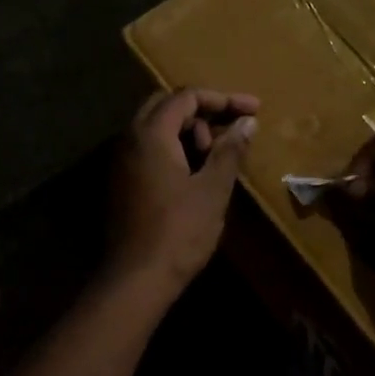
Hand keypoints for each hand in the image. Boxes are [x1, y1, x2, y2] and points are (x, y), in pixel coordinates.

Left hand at [107, 88, 259, 290]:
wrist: (136, 278)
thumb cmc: (179, 231)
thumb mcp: (213, 188)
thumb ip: (230, 150)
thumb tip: (247, 122)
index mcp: (150, 134)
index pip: (186, 96)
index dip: (223, 99)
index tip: (253, 110)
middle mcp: (129, 139)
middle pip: (167, 105)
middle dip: (203, 111)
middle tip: (232, 130)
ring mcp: (121, 161)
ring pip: (157, 128)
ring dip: (189, 132)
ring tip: (216, 157)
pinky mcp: (122, 181)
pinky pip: (149, 149)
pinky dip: (175, 149)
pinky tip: (196, 172)